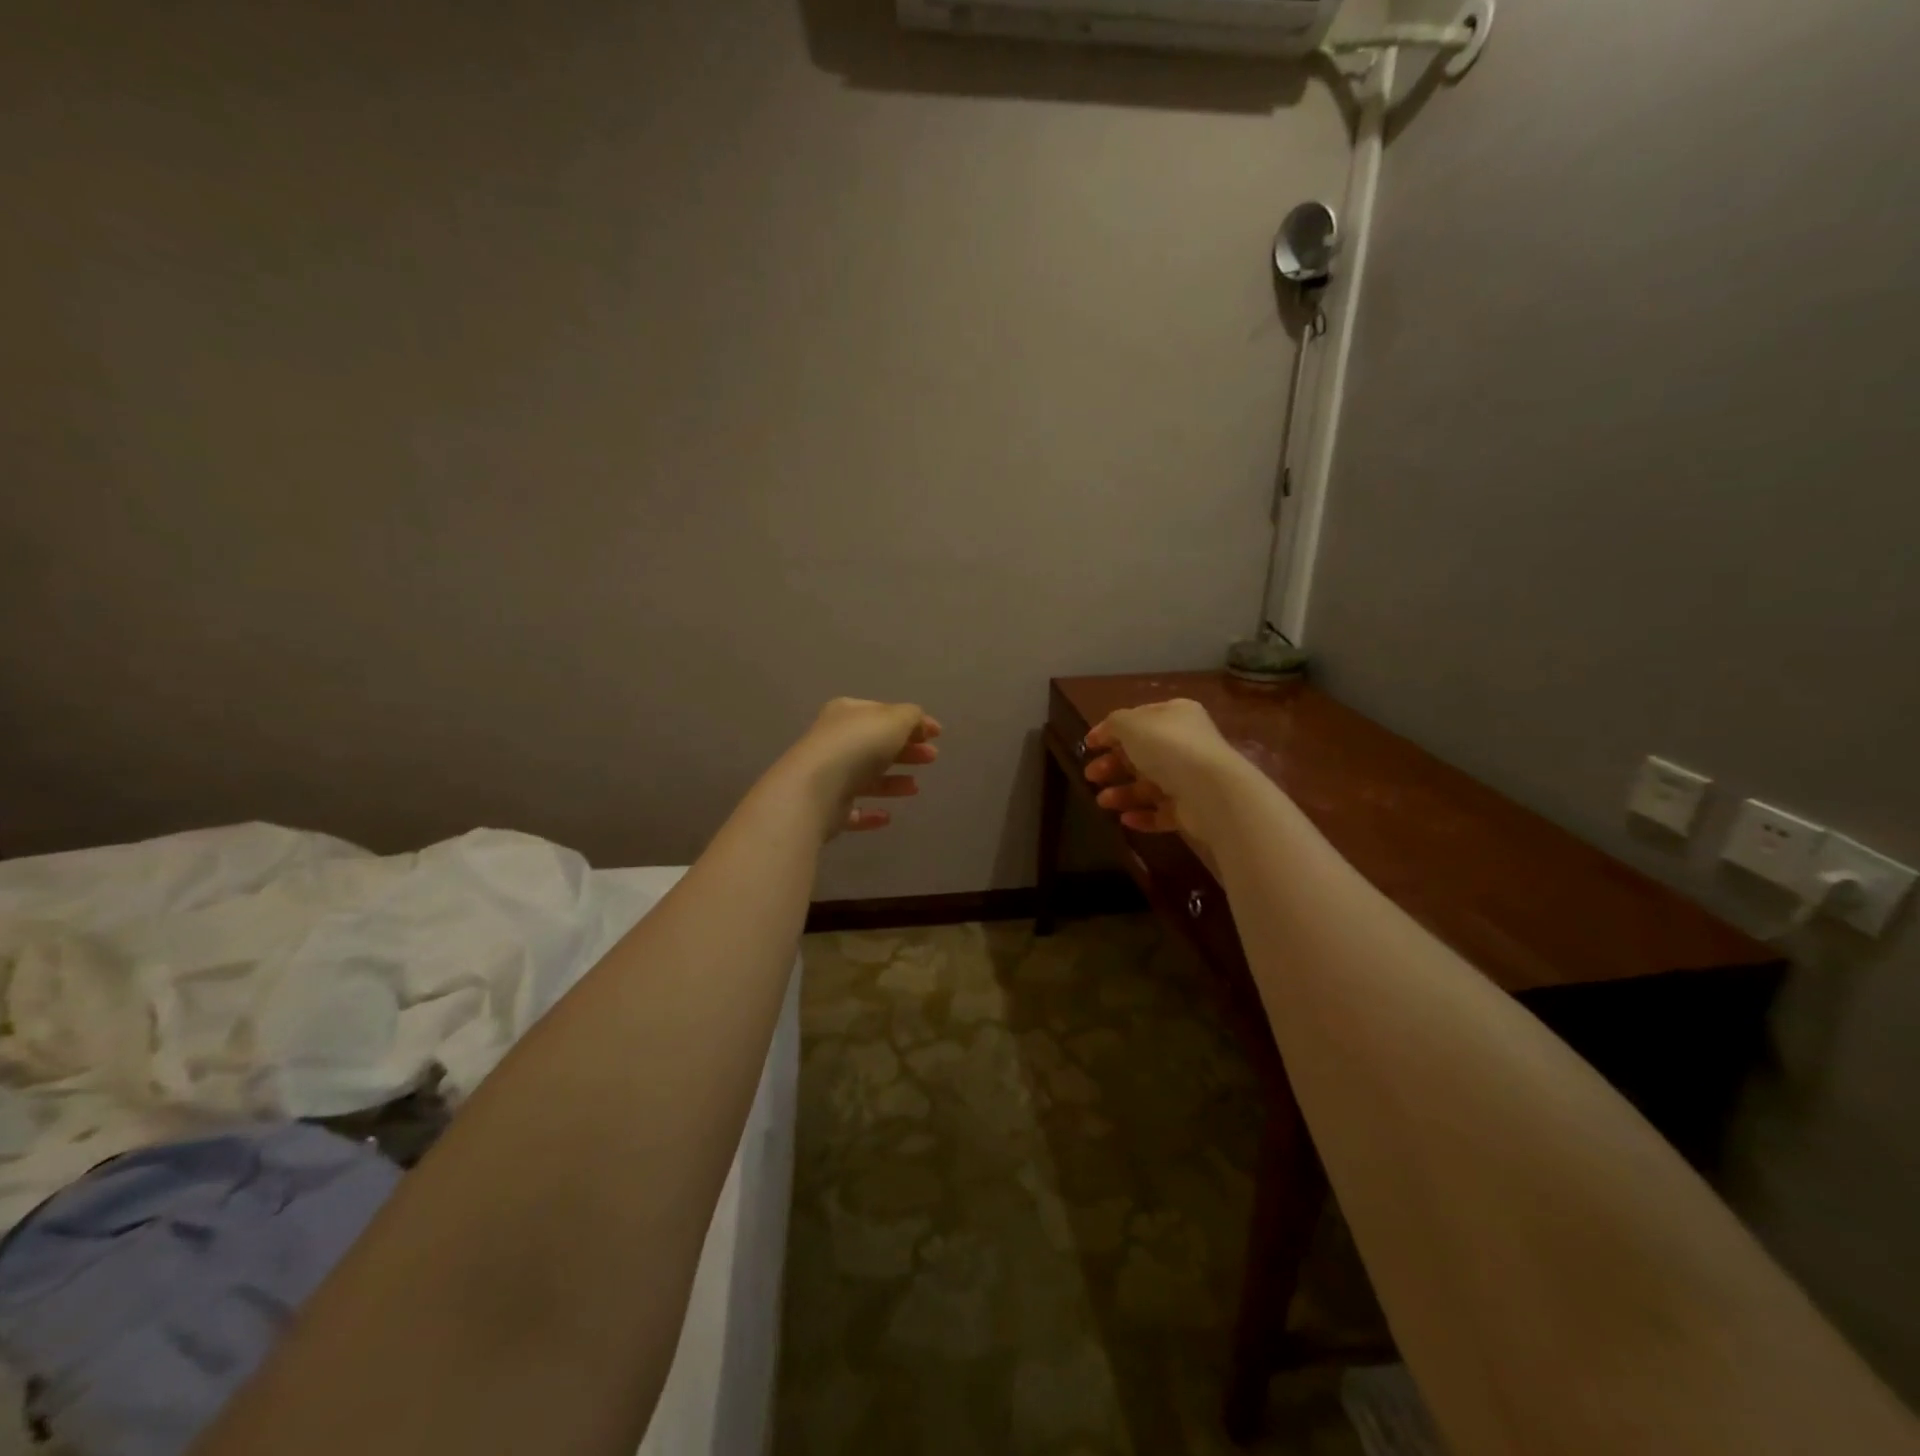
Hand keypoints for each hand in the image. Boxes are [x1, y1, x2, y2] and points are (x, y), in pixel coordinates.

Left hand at [785, 698, 941, 836]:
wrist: (815, 790)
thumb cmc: (857, 746)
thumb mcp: (893, 720)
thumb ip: (911, 717)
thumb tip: (919, 722)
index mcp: (847, 714)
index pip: (883, 713)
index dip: (912, 722)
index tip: (937, 734)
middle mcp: (834, 741)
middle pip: (876, 745)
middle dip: (906, 750)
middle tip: (932, 757)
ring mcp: (828, 776)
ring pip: (866, 777)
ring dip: (892, 781)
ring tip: (915, 788)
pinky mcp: (826, 809)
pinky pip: (853, 809)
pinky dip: (870, 812)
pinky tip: (887, 817)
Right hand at [1082, 699, 1246, 840]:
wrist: (1211, 791)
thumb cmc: (1168, 748)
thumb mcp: (1131, 724)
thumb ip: (1113, 725)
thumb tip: (1102, 733)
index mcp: (1175, 715)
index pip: (1139, 719)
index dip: (1111, 731)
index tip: (1088, 745)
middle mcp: (1185, 743)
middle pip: (1141, 754)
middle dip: (1112, 765)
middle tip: (1090, 775)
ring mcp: (1190, 777)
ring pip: (1148, 785)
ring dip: (1122, 793)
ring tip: (1101, 802)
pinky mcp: (1192, 808)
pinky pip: (1161, 811)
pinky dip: (1142, 815)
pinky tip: (1124, 819)